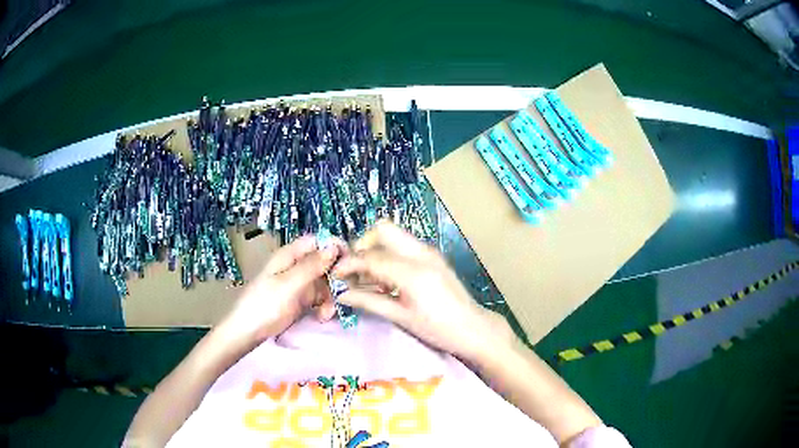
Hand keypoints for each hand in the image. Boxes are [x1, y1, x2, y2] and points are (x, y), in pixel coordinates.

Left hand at [215, 234, 345, 347]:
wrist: (248, 332)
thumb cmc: (265, 305)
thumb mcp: (289, 285)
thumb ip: (312, 266)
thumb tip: (334, 246)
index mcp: (290, 255)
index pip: (318, 241)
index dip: (335, 247)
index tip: (350, 263)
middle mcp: (297, 266)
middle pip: (325, 262)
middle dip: (336, 278)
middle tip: (344, 293)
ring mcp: (299, 283)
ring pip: (326, 282)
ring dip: (332, 296)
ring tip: (328, 313)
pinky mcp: (302, 300)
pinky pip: (321, 297)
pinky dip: (325, 306)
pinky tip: (323, 317)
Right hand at [334, 222, 515, 362]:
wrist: (473, 328)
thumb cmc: (437, 329)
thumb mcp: (401, 317)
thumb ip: (368, 301)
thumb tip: (341, 294)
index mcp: (412, 271)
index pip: (370, 257)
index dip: (348, 264)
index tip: (334, 275)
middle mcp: (420, 253)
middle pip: (382, 229)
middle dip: (363, 245)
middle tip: (355, 271)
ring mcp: (428, 252)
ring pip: (393, 235)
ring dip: (375, 250)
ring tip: (367, 278)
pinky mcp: (432, 256)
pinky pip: (403, 246)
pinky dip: (388, 255)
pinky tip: (385, 280)